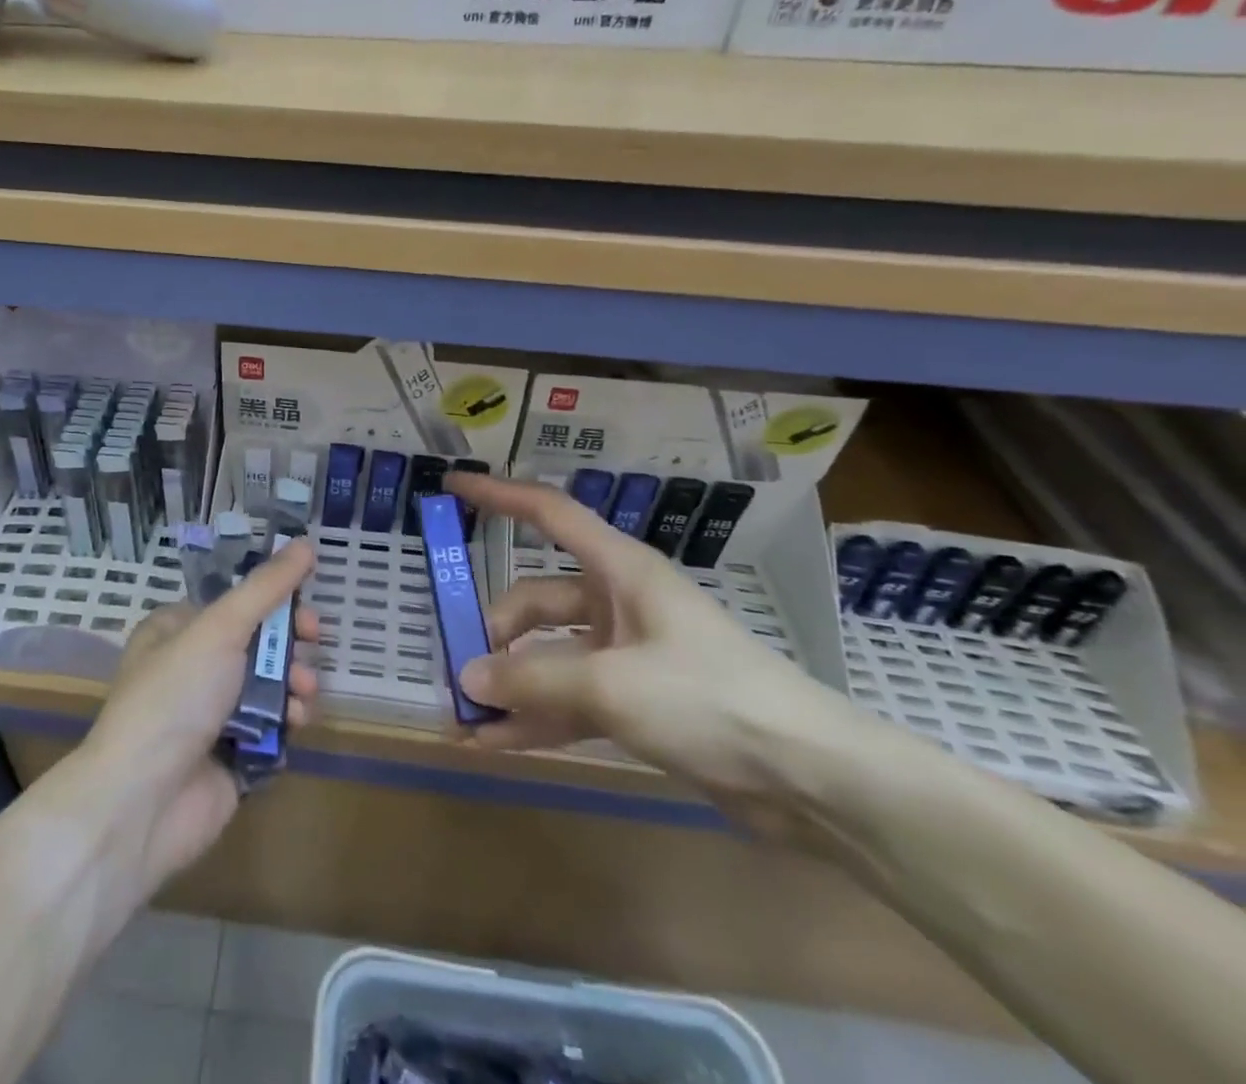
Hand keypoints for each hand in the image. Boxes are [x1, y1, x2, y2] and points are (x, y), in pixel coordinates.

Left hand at [80, 540, 320, 894]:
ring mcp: (212, 715)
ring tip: (301, 696)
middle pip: (258, 644)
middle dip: (290, 646)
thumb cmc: (175, 697)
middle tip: (312, 645)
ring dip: (294, 685)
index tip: (306, 607)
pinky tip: (293, 726)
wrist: (143, 801)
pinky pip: (272, 729)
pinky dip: (287, 724)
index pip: (236, 604)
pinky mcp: (231, 757)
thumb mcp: (219, 628)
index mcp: (178, 630)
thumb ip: (266, 587)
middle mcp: (193, 669)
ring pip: (270, 687)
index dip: (275, 602)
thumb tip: (305, 543)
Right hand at [445, 473, 861, 840]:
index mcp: (620, 570)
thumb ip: (533, 680)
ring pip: (549, 656)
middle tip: (460, 671)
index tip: (453, 484)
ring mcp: (626, 654)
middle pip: (537, 600)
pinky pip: (570, 700)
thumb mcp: (611, 685)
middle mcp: (618, 603)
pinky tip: (495, 744)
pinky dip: (536, 718)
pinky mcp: (636, 702)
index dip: (499, 495)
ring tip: (464, 717)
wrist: (810, 780)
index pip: (549, 513)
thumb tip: (468, 678)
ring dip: (511, 685)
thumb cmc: (709, 700)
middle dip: (497, 632)